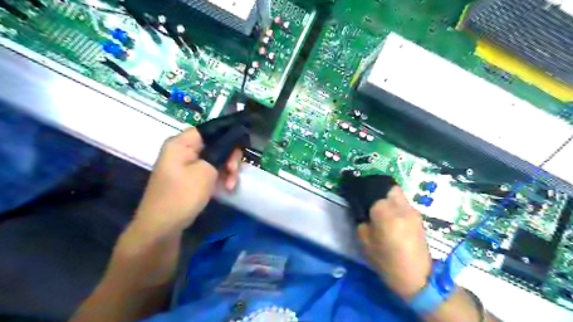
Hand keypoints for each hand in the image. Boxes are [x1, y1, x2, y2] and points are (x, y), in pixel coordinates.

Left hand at [136, 114, 251, 234]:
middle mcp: (184, 149)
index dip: (228, 135)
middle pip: (215, 144)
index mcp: (182, 143)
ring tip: (231, 185)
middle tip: (235, 171)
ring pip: (216, 158)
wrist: (163, 226)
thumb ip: (221, 153)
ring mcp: (187, 164)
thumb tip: (232, 142)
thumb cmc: (182, 195)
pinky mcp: (191, 176)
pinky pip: (211, 170)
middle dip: (229, 157)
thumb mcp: (206, 171)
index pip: (210, 129)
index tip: (242, 147)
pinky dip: (221, 177)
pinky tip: (227, 188)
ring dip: (227, 170)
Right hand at [341, 173, 432, 298]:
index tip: (355, 193)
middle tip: (368, 198)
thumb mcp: (365, 242)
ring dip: (387, 196)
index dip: (362, 190)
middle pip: (389, 186)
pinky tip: (389, 215)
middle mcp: (401, 207)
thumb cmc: (387, 262)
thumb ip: (361, 221)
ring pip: (398, 193)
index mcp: (386, 213)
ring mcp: (412, 211)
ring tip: (379, 207)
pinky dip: (395, 203)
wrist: (417, 278)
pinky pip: (403, 203)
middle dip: (378, 188)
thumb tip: (361, 210)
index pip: (372, 191)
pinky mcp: (418, 218)